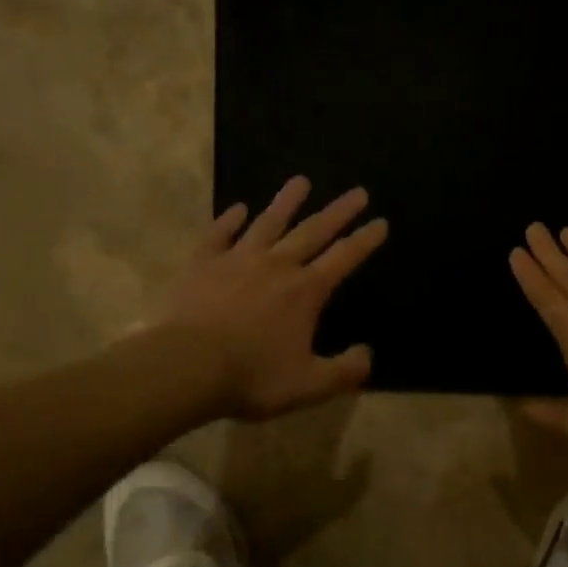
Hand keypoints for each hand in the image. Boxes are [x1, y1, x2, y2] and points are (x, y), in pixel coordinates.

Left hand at [156, 177, 386, 420]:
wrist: (187, 366)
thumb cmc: (252, 377)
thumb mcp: (309, 385)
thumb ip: (344, 372)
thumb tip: (367, 355)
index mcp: (305, 291)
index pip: (344, 258)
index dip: (365, 241)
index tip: (381, 222)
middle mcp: (276, 265)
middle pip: (313, 231)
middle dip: (339, 212)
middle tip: (358, 192)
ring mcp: (237, 260)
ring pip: (268, 223)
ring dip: (286, 201)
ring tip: (300, 181)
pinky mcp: (202, 263)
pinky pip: (219, 234)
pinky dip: (229, 220)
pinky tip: (237, 209)